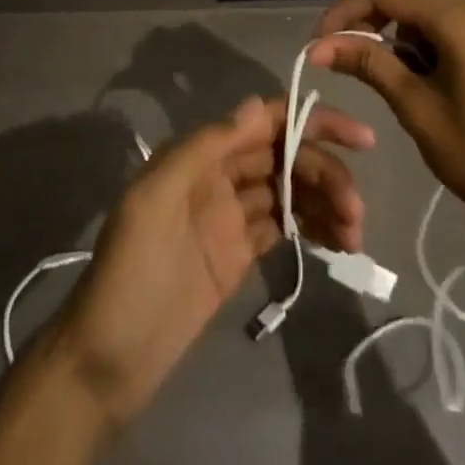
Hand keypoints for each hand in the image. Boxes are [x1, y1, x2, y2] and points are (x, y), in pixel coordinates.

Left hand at [53, 95, 371, 425]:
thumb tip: (258, 105)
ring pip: (290, 192)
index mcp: (200, 154)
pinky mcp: (240, 255)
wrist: (107, 360)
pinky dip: (313, 228)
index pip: (264, 122)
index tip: (357, 138)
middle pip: (284, 157)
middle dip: (325, 172)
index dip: (310, 121)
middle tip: (356, 208)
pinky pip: (284, 227)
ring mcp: (231, 216)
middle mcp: (219, 176)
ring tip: (354, 232)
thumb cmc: (129, 271)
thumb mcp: (156, 199)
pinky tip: (338, 242)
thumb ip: (206, 148)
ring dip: (325, 202)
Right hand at [311, 0, 464, 257]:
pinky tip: (410, 69)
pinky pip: (447, 23)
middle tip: (338, 47)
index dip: (349, 9)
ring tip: (373, 64)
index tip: (321, 39)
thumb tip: (319, 46)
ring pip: (426, 5)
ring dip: (394, 27)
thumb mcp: (415, 108)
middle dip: (368, 15)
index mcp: (461, 22)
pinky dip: (420, 37)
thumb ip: (368, 64)